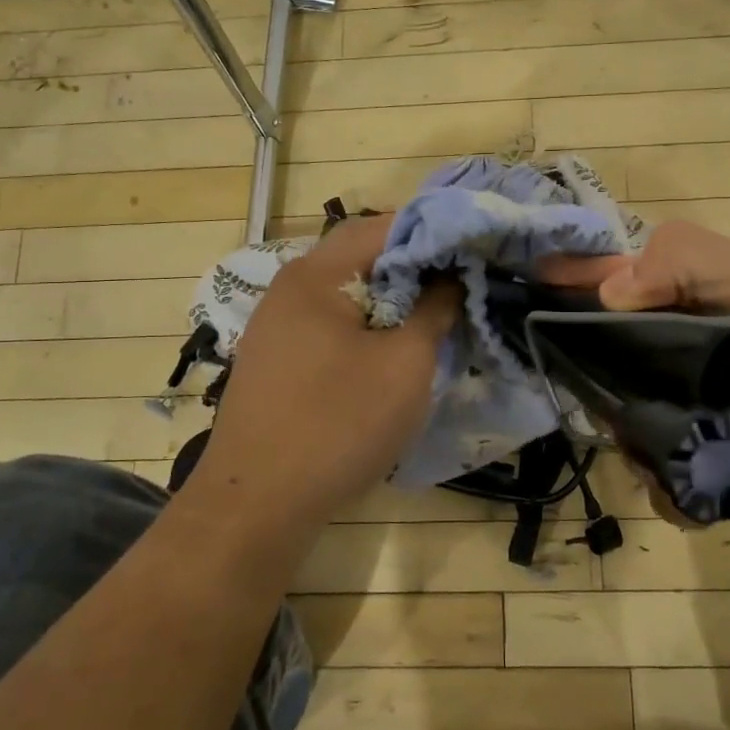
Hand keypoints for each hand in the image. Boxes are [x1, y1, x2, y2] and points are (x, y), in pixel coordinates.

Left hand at [184, 216, 458, 528]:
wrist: (256, 503)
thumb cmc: (338, 425)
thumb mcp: (405, 365)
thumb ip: (434, 310)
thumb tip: (450, 278)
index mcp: (316, 275)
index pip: (383, 226)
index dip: (434, 232)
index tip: (473, 250)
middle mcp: (289, 288)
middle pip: (361, 257)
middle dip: (414, 267)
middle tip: (459, 286)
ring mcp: (276, 325)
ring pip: (346, 293)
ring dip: (392, 299)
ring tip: (433, 318)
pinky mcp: (276, 359)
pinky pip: (330, 324)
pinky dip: (366, 326)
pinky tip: (390, 352)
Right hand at [546, 220, 729, 563]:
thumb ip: (696, 272)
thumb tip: (606, 290)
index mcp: (713, 295)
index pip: (624, 275)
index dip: (573, 280)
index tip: (519, 295)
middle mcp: (704, 349)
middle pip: (614, 354)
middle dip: (597, 380)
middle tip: (602, 408)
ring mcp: (714, 412)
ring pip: (633, 419)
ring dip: (634, 442)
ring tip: (667, 464)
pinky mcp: (729, 468)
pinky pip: (668, 475)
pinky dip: (669, 489)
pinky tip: (696, 501)